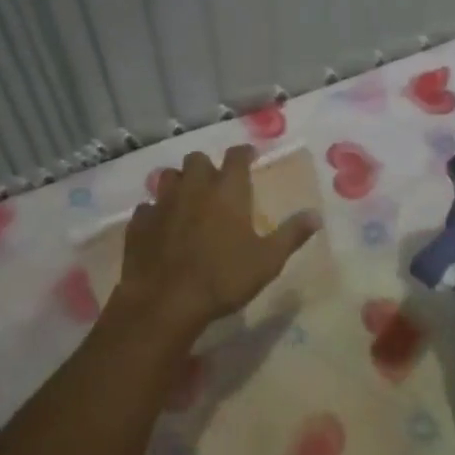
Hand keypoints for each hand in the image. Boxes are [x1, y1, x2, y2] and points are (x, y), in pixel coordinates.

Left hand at [115, 145, 319, 343]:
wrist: (166, 301)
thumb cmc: (224, 278)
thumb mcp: (268, 261)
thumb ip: (291, 235)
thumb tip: (316, 215)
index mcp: (227, 191)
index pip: (236, 157)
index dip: (243, 153)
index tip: (249, 156)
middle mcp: (194, 188)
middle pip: (197, 160)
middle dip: (206, 166)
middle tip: (215, 183)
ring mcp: (162, 203)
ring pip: (168, 177)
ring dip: (179, 183)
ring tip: (187, 200)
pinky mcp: (139, 223)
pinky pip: (146, 208)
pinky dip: (155, 212)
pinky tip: (160, 227)